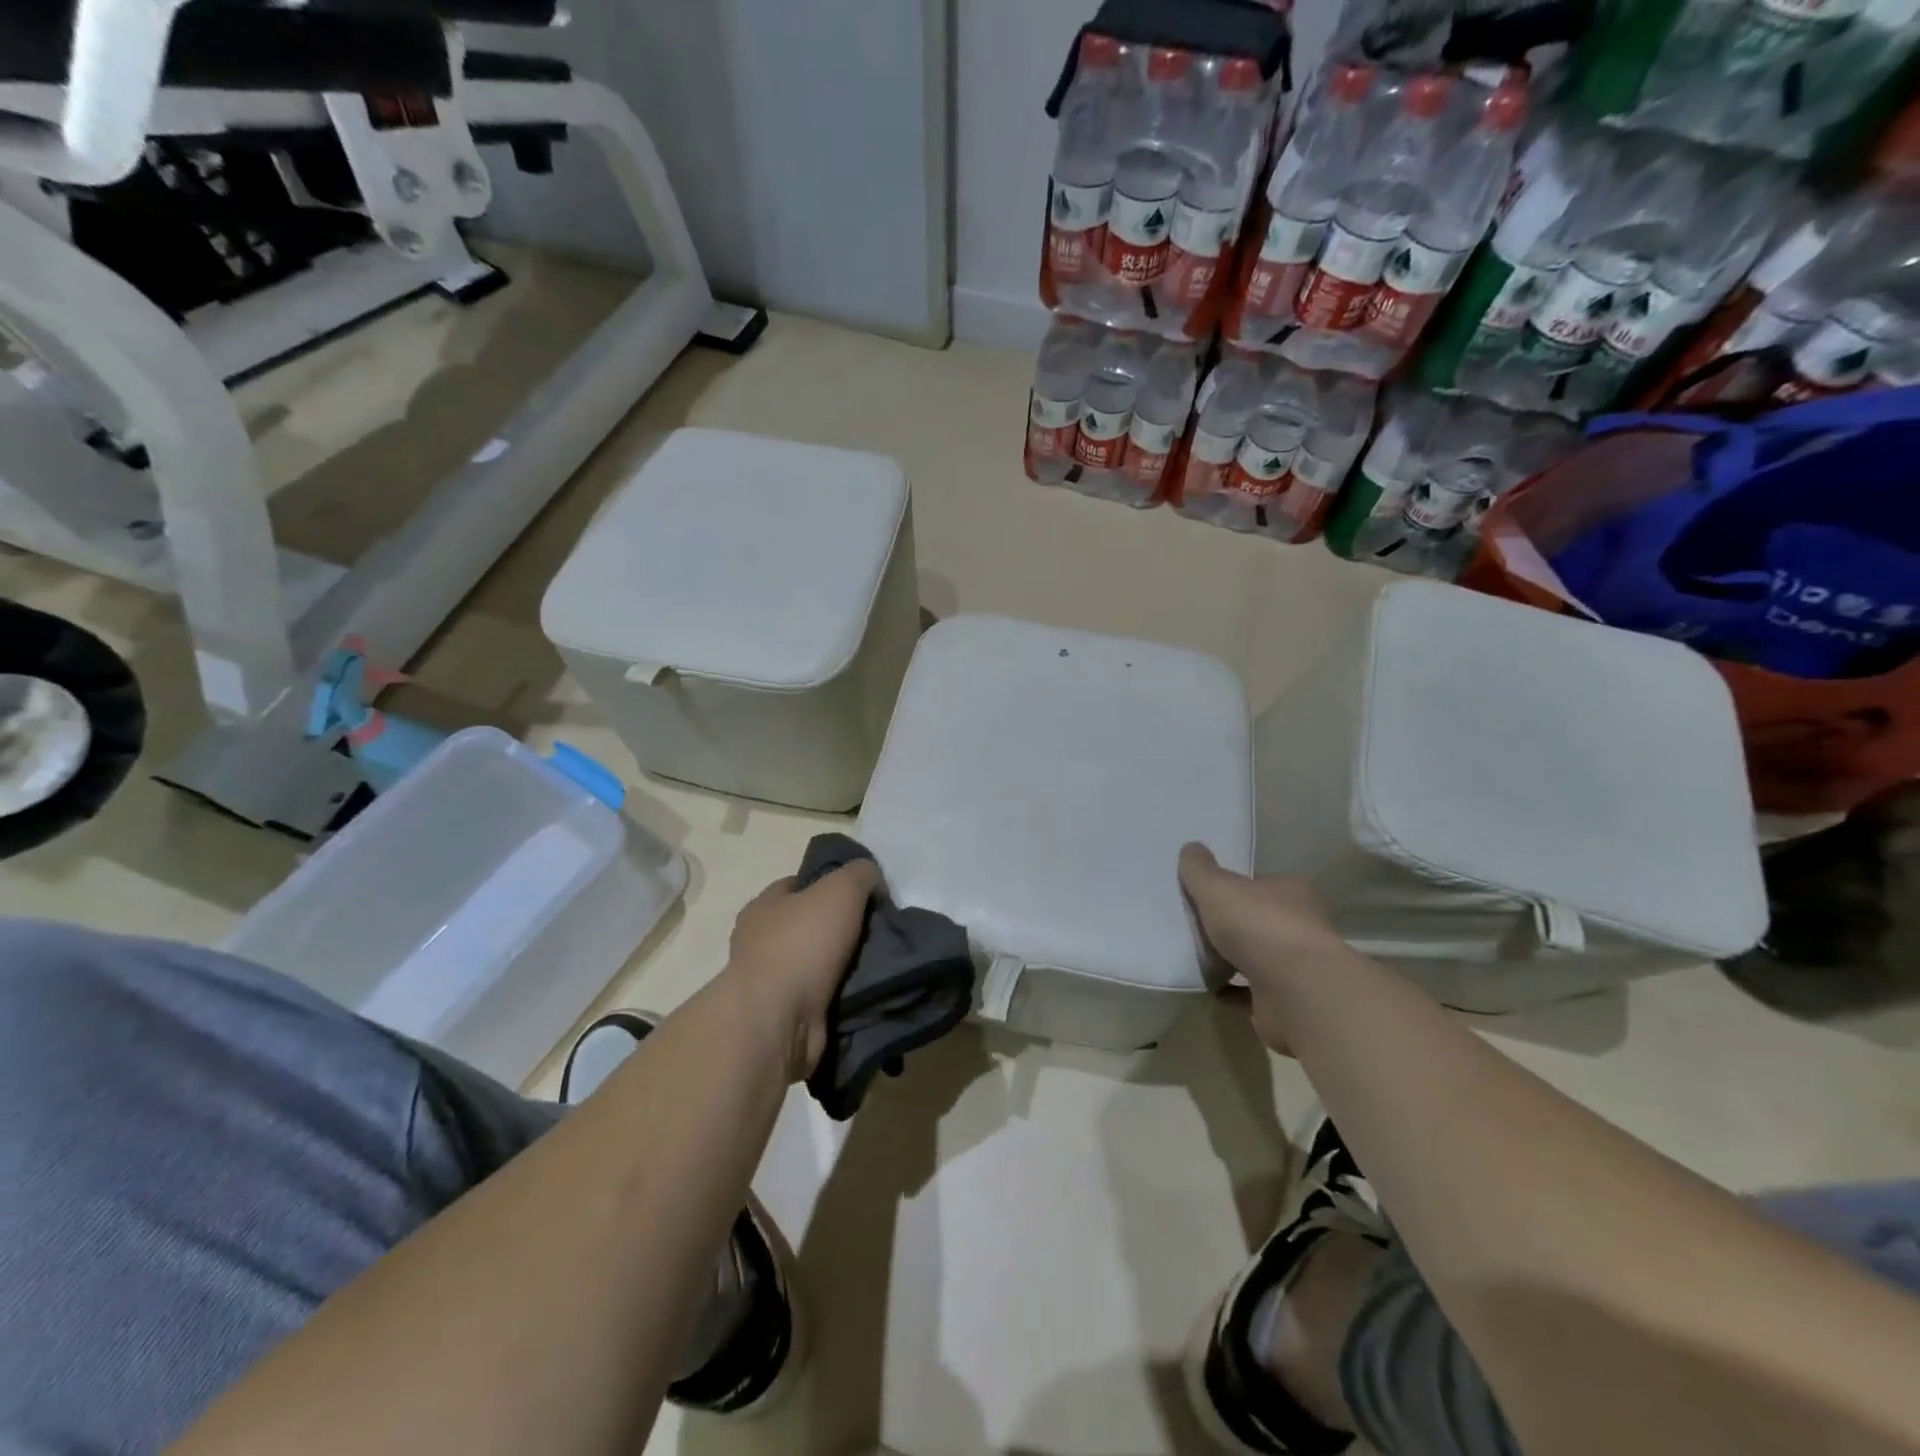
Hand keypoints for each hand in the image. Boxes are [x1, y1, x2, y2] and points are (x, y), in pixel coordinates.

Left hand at [724, 860, 880, 1081]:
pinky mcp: (784, 1017)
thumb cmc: (802, 944)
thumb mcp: (840, 889)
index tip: (864, 896)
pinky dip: (842, 995)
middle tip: (879, 931)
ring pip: (818, 963)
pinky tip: (867, 992)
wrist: (778, 1021)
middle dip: (842, 928)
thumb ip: (860, 874)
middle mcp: (760, 942)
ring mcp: (770, 982)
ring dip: (845, 965)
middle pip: (810, 924)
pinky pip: (822, 997)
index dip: (831, 884)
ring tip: (881, 964)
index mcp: (763, 906)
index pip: (797, 885)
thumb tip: (871, 879)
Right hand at [1179, 843, 1347, 1054]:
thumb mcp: (1218, 888)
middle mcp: (1300, 926)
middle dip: (1233, 923)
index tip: (1209, 893)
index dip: (1237, 887)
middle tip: (1197, 923)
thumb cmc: (1260, 926)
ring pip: (1258, 957)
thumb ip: (1200, 870)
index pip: (1263, 883)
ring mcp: (1296, 966)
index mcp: (1291, 893)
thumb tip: (1191, 847)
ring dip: (1232, 958)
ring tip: (1196, 955)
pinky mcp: (1286, 1000)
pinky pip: (1251, 991)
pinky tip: (1207, 986)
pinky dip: (1231, 989)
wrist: (1297, 992)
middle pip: (1260, 920)